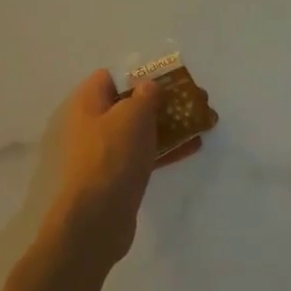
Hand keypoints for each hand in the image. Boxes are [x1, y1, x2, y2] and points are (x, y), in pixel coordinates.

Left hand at [40, 71, 196, 270]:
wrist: (98, 217)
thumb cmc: (112, 155)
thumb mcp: (132, 115)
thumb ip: (145, 95)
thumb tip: (148, 87)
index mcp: (88, 103)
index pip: (110, 77)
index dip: (138, 73)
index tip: (167, 77)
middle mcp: (93, 125)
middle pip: (130, 104)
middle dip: (162, 100)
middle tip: (194, 99)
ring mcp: (106, 152)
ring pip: (141, 130)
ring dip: (170, 124)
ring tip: (202, 121)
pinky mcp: (120, 176)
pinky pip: (146, 154)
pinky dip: (167, 149)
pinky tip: (194, 146)